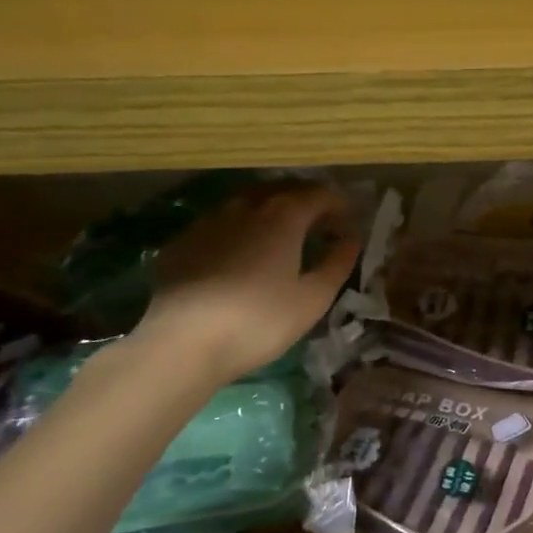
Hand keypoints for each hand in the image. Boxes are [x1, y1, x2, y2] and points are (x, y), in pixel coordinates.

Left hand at [133, 183, 359, 381]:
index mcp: (283, 215)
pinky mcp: (182, 241)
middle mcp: (246, 205)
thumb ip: (337, 263)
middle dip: (306, 202)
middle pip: (283, 190)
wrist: (182, 342)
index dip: (339, 205)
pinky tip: (237, 254)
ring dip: (270, 211)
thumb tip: (351, 239)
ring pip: (247, 202)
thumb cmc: (259, 320)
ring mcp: (209, 220)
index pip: (319, 194)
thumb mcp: (312, 299)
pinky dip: (238, 229)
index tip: (349, 224)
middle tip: (319, 226)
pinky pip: (219, 223)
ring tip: (280, 236)